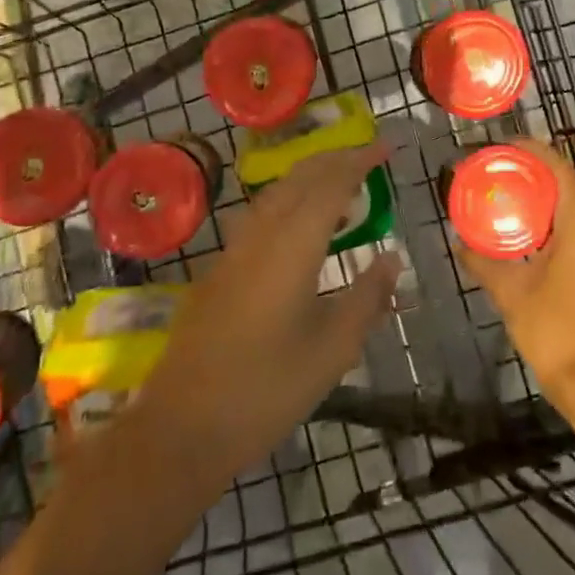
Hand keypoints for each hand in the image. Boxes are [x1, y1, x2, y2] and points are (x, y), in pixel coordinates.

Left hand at [134, 144, 402, 475]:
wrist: (182, 428)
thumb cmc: (266, 390)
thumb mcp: (333, 350)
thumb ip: (367, 298)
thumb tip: (392, 258)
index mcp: (292, 247)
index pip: (331, 185)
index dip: (360, 161)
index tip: (386, 147)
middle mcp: (260, 235)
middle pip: (300, 178)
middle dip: (335, 159)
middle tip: (368, 156)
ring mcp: (233, 251)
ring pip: (276, 193)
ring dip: (310, 178)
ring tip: (340, 186)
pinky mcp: (218, 270)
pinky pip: (260, 214)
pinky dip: (289, 201)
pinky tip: (299, 226)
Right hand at [452, 140, 574, 417]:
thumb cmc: (554, 331)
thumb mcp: (510, 293)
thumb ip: (482, 262)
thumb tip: (458, 241)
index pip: (558, 168)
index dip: (530, 150)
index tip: (500, 145)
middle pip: (562, 183)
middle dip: (527, 172)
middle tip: (491, 170)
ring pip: (566, 206)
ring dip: (535, 197)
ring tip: (498, 194)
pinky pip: (569, 227)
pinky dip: (543, 220)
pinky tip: (516, 231)